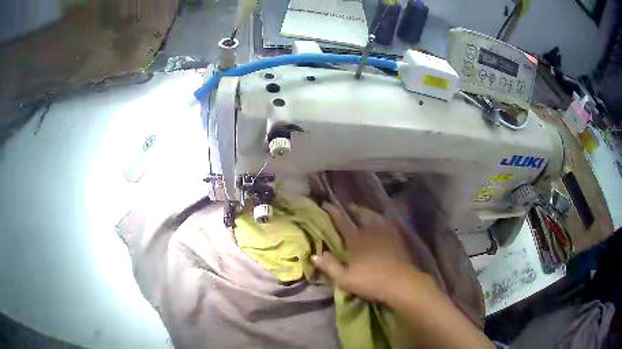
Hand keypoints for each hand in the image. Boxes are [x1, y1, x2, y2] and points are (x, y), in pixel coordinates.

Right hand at [312, 203, 425, 302]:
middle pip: (359, 215)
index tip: (325, 204)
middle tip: (347, 207)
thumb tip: (314, 254)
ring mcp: (385, 233)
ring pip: (374, 217)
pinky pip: (387, 223)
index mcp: (355, 240)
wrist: (399, 282)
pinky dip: (381, 220)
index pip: (341, 222)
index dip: (332, 212)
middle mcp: (369, 231)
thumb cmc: (370, 281)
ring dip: (367, 212)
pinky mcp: (397, 237)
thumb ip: (329, 266)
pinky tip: (381, 223)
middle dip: (352, 209)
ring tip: (364, 212)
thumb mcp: (344, 279)